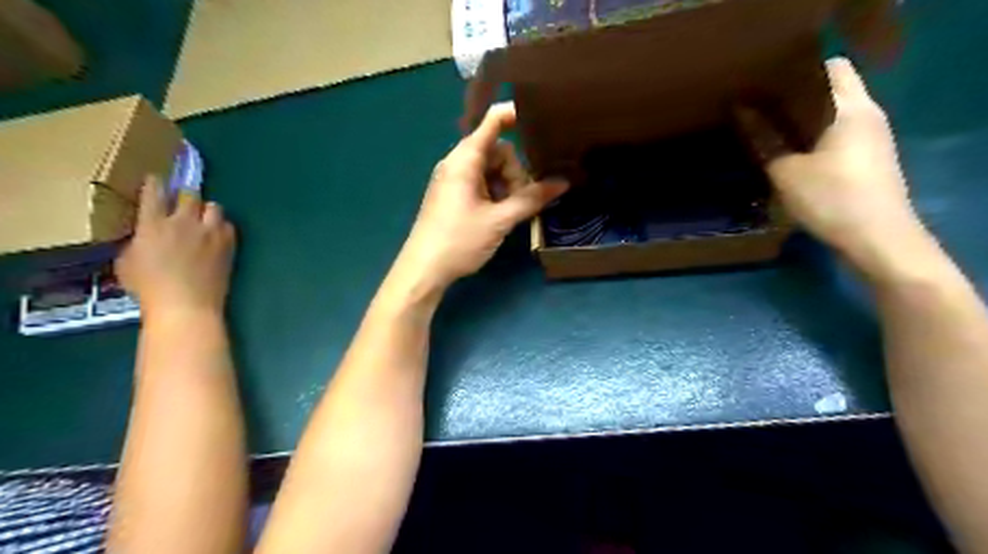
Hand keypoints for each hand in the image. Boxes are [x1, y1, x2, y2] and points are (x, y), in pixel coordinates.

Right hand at [112, 175, 236, 321]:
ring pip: (214, 206)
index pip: (154, 193)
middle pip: (189, 194)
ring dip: (207, 210)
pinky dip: (222, 226)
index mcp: (153, 224)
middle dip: (185, 195)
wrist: (187, 305)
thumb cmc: (149, 289)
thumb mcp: (127, 262)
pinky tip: (216, 235)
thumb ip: (138, 241)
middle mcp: (183, 222)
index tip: (156, 180)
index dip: (155, 184)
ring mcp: (210, 232)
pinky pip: (228, 225)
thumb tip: (146, 235)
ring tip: (202, 220)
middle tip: (182, 203)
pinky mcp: (228, 244)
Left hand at [393, 104, 561, 292]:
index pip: (492, 123)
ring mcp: (453, 180)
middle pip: (497, 151)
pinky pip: (480, 183)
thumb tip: (563, 183)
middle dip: (514, 172)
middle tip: (520, 200)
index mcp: (465, 160)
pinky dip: (495, 193)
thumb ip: (531, 199)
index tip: (541, 118)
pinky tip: (499, 215)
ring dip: (506, 186)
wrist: (423, 269)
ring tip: (509, 213)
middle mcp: (457, 164)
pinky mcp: (453, 195)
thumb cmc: (459, 241)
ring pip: (491, 170)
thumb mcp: (499, 221)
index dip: (514, 115)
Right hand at [741, 56, 926, 273]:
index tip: (766, 84)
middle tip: (758, 109)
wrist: (877, 240)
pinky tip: (787, 155)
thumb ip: (764, 140)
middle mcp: (867, 116)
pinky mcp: (867, 161)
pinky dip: (812, 141)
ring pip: (831, 117)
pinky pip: (835, 138)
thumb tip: (740, 111)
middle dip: (795, 98)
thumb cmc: (832, 198)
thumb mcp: (787, 171)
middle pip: (831, 92)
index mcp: (852, 108)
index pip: (832, 67)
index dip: (799, 71)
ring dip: (801, 123)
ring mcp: (871, 140)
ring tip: (766, 131)